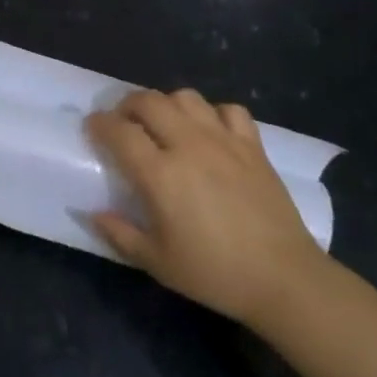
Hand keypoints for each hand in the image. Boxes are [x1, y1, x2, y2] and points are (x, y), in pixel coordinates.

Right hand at [88, 88, 331, 328]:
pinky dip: (213, 114)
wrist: (284, 279)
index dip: (100, 124)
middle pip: (149, 101)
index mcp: (160, 174)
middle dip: (128, 105)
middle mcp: (188, 145)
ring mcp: (223, 141)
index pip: (119, 131)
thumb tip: (92, 213)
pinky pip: (229, 110)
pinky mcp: (253, 145)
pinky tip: (210, 132)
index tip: (92, 127)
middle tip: (123, 122)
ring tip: (164, 123)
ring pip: (186, 97)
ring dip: (167, 104)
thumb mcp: (157, 262)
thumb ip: (119, 234)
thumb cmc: (215, 273)